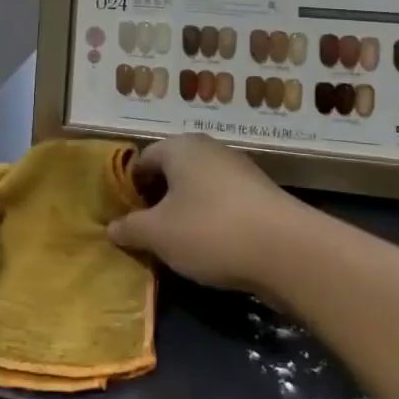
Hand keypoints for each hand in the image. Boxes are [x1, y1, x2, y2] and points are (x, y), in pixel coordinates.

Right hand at [107, 135, 300, 293]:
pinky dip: (210, 220)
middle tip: (146, 232)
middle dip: (157, 200)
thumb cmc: (210, 231)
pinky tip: (209, 248)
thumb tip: (111, 227)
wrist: (287, 250)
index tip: (123, 217)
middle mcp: (210, 150)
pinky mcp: (260, 196)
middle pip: (172, 172)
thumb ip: (130, 228)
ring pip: (198, 188)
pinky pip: (223, 203)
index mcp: (181, 147)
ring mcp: (239, 170)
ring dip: (184, 212)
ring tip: (175, 244)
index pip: (143, 159)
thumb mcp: (158, 234)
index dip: (128, 188)